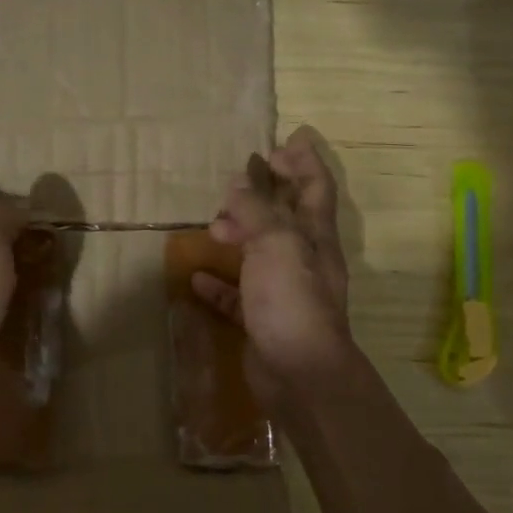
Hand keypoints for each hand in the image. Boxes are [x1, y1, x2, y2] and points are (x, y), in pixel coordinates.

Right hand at [193, 126, 353, 391]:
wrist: (300, 373)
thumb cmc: (292, 299)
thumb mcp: (275, 242)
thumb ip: (256, 210)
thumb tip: (240, 183)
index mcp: (314, 236)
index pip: (315, 187)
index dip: (304, 161)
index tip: (288, 139)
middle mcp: (304, 259)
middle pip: (287, 217)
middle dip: (266, 195)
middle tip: (236, 184)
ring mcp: (284, 291)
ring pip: (261, 252)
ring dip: (240, 234)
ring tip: (213, 225)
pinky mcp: (263, 319)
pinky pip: (238, 294)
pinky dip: (220, 282)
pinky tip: (198, 277)